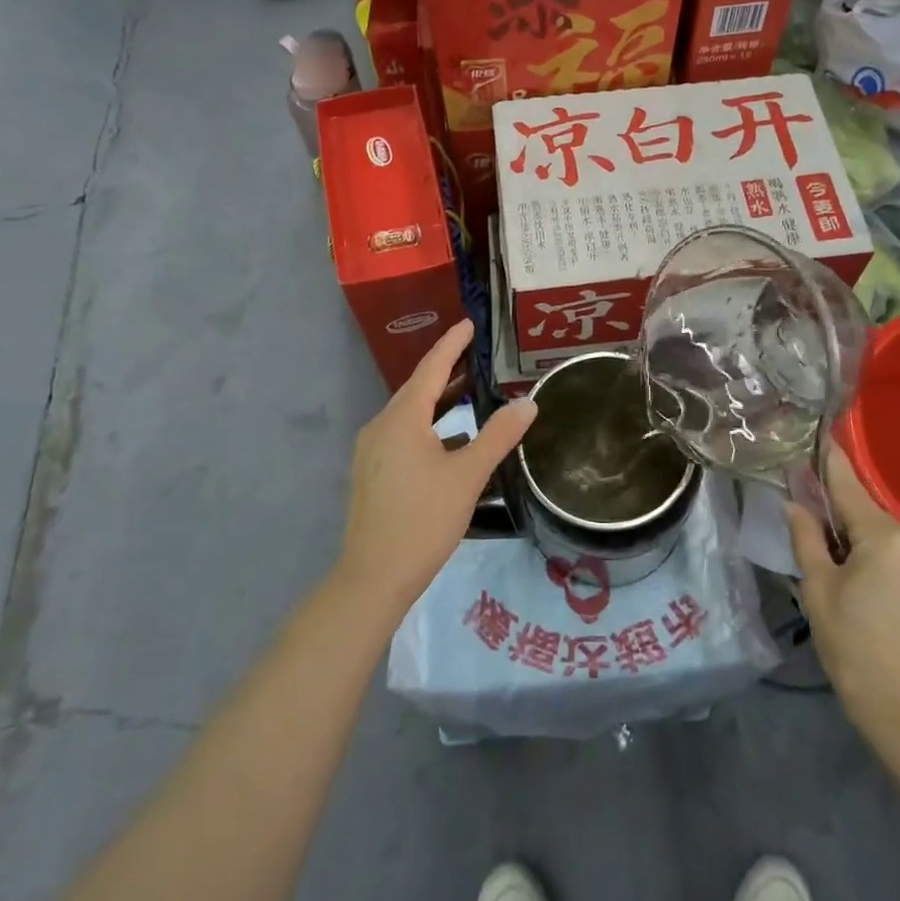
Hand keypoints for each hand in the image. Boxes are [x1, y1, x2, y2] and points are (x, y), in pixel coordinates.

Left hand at [337, 320, 536, 615]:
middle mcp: (381, 425)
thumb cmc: (423, 519)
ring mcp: (372, 450)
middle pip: (418, 388)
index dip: (452, 344)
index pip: (432, 367)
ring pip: (410, 414)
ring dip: (440, 402)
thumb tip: (528, 403)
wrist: (373, 576)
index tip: (470, 324)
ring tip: (471, 394)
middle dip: (448, 370)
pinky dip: (430, 428)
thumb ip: (498, 436)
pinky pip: (404, 435)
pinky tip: (452, 443)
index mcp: (402, 418)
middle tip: (479, 355)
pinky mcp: (372, 473)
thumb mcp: (468, 476)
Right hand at [786, 443, 899, 751]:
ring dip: (871, 551)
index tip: (822, 437)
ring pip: (894, 546)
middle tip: (821, 538)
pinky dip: (893, 573)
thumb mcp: (818, 590)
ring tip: (851, 582)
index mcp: (884, 538)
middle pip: (872, 519)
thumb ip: (807, 539)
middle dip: (847, 522)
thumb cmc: (853, 647)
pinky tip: (881, 603)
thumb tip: (795, 504)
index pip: (849, 487)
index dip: (831, 462)